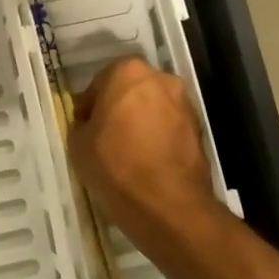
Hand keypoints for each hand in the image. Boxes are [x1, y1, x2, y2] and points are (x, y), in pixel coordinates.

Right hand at [70, 58, 225, 250]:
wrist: (169, 205)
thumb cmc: (116, 166)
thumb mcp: (78, 145)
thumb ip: (82, 124)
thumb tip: (91, 124)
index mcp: (127, 72)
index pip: (99, 83)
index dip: (89, 107)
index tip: (84, 128)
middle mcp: (160, 79)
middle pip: (130, 91)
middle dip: (118, 109)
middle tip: (104, 137)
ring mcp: (184, 103)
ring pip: (153, 108)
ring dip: (140, 122)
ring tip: (127, 152)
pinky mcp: (200, 129)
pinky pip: (170, 127)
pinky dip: (158, 137)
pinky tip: (147, 162)